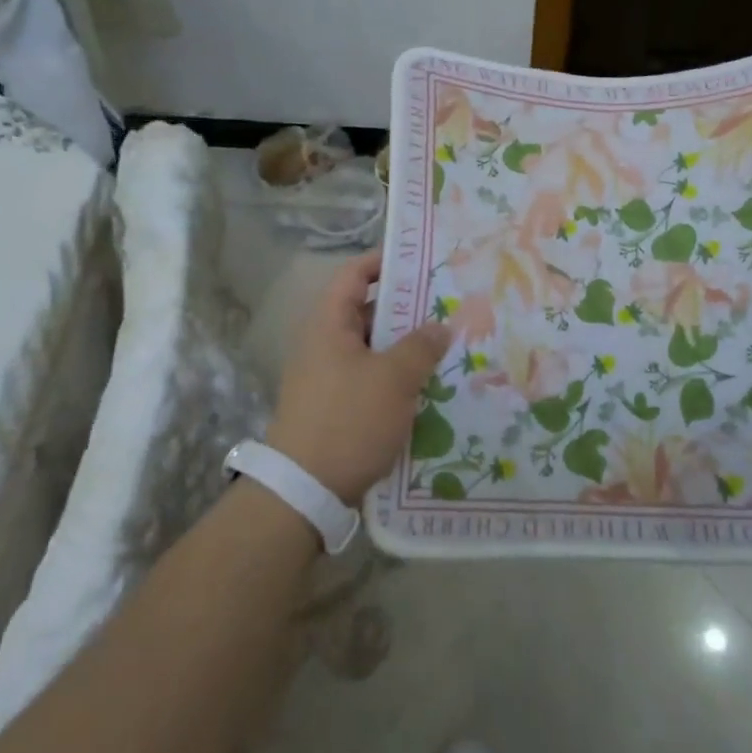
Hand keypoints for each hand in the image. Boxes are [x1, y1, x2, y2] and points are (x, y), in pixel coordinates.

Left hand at [267, 251, 453, 505]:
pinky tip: (427, 385)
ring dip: (405, 346)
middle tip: (446, 305)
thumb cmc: (348, 420)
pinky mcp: (336, 407)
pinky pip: (370, 377)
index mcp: (329, 325)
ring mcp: (328, 377)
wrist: (304, 492)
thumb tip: (440, 325)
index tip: (420, 260)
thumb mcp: (393, 379)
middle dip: (406, 308)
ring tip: (446, 344)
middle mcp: (324, 344)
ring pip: (372, 348)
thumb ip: (421, 346)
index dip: (384, 262)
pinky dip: (396, 375)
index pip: (354, 275)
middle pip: (366, 311)